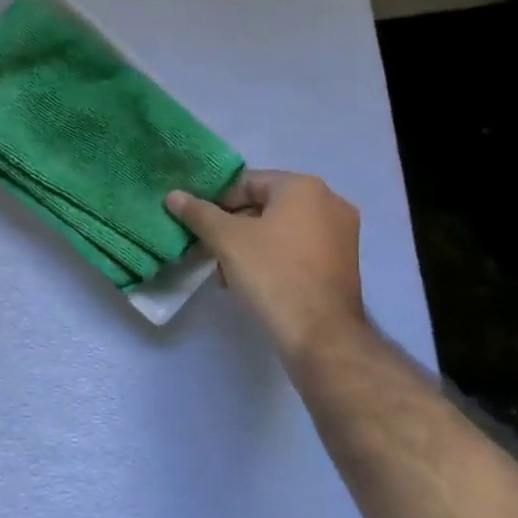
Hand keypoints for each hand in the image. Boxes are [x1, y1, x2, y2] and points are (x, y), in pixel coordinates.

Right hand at [166, 171, 365, 358]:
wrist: (321, 335)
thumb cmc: (273, 274)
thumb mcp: (227, 240)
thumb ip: (199, 213)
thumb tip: (174, 195)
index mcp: (304, 186)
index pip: (248, 182)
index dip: (217, 203)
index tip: (199, 228)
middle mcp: (329, 201)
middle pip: (265, 205)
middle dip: (233, 228)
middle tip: (209, 252)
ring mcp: (341, 233)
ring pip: (281, 229)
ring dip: (250, 245)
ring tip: (227, 273)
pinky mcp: (343, 262)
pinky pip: (300, 248)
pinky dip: (275, 257)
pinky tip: (255, 282)